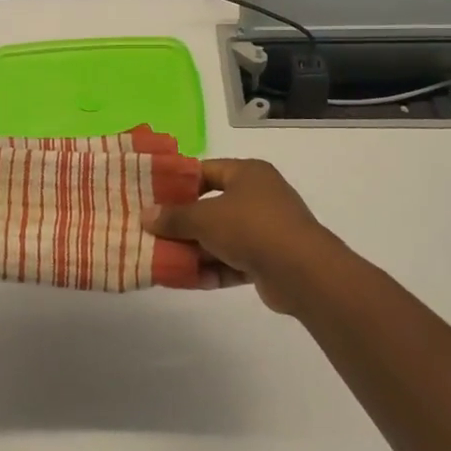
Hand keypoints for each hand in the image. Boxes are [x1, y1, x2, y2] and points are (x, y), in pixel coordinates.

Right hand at [141, 159, 352, 315]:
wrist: (303, 272)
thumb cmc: (251, 228)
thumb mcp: (204, 218)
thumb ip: (174, 217)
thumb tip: (147, 216)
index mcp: (248, 174)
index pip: (206, 171)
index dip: (178, 183)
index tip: (152, 196)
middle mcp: (259, 197)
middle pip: (211, 206)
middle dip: (183, 222)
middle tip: (153, 231)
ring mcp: (266, 229)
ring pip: (221, 237)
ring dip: (195, 249)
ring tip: (163, 259)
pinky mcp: (269, 259)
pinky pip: (233, 261)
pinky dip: (212, 268)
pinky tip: (187, 279)